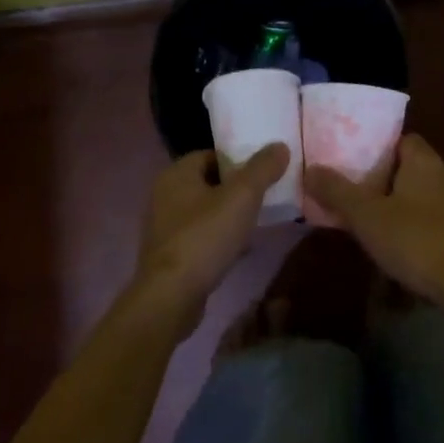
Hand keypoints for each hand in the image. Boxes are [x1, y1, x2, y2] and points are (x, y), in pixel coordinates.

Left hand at [136, 144, 289, 325]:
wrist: (171, 297)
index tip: (263, 172)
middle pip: (209, 182)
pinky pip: (199, 236)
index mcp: (177, 173)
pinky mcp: (168, 254)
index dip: (238, 160)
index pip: (212, 154)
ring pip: (204, 211)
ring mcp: (164, 226)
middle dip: (236, 190)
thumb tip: (280, 146)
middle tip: (263, 198)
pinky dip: (218, 239)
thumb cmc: (205, 237)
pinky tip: (239, 250)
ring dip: (228, 215)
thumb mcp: (242, 197)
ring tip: (256, 223)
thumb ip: (262, 168)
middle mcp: (165, 194)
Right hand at [303, 135, 443, 306]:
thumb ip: (337, 192)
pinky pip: (443, 223)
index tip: (359, 166)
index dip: (380, 149)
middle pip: (415, 169)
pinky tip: (410, 253)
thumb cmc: (415, 240)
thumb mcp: (366, 216)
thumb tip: (310, 169)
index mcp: (425, 161)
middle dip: (391, 182)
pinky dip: (426, 231)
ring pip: (429, 197)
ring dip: (409, 208)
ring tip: (383, 229)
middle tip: (364, 200)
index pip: (403, 140)